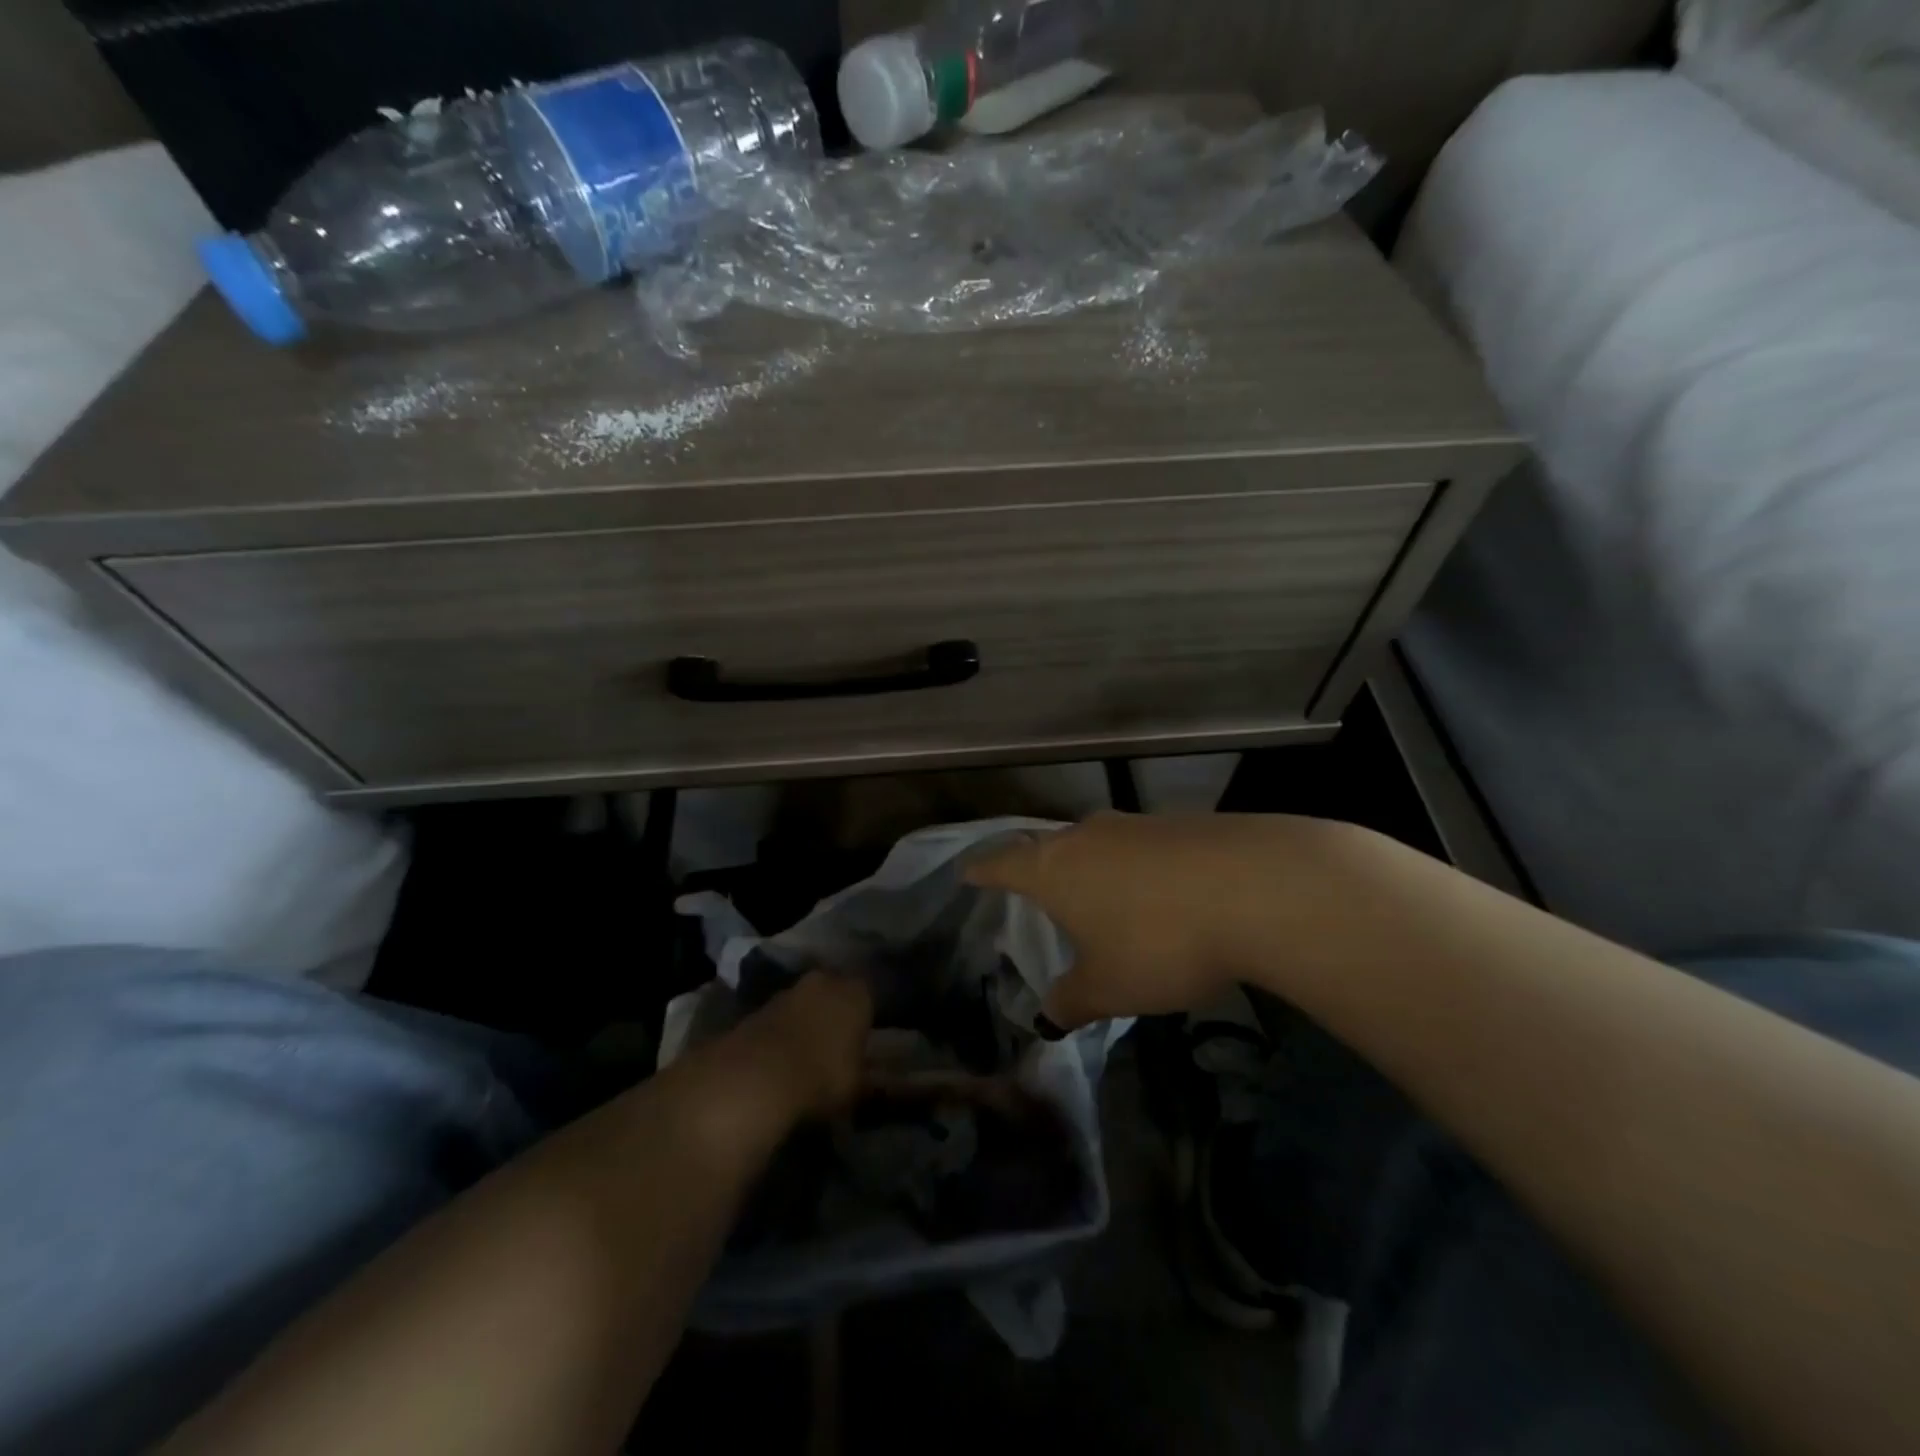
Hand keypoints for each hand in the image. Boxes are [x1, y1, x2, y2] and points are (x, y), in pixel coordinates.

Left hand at [723, 971, 874, 1120]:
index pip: (869, 996)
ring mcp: (789, 990)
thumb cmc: (822, 1077)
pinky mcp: (759, 1007)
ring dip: (806, 1020)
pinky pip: (781, 1017)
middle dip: (835, 1012)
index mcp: (857, 993)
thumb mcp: (857, 1087)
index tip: (864, 1040)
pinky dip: (783, 1032)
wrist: (756, 1078)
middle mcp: (825, 981)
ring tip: (807, 1054)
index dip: (866, 1018)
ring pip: (806, 1002)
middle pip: (835, 992)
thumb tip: (876, 1080)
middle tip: (836, 1044)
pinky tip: (781, 1059)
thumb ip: (868, 1077)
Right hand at [967, 811, 1367, 1030]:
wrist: (1256, 886)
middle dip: (1041, 871)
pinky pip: (1142, 848)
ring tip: (1103, 902)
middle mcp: (1088, 835)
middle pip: (1050, 848)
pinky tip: (1162, 898)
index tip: (968, 873)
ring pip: (1099, 845)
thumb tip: (1048, 1015)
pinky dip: (1139, 871)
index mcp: (1054, 868)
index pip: (1002, 864)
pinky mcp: (1181, 823)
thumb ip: (1072, 1001)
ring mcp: (1136, 824)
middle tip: (1040, 897)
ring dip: (1095, 871)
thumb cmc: (1159, 941)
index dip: (983, 872)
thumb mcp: (1109, 987)